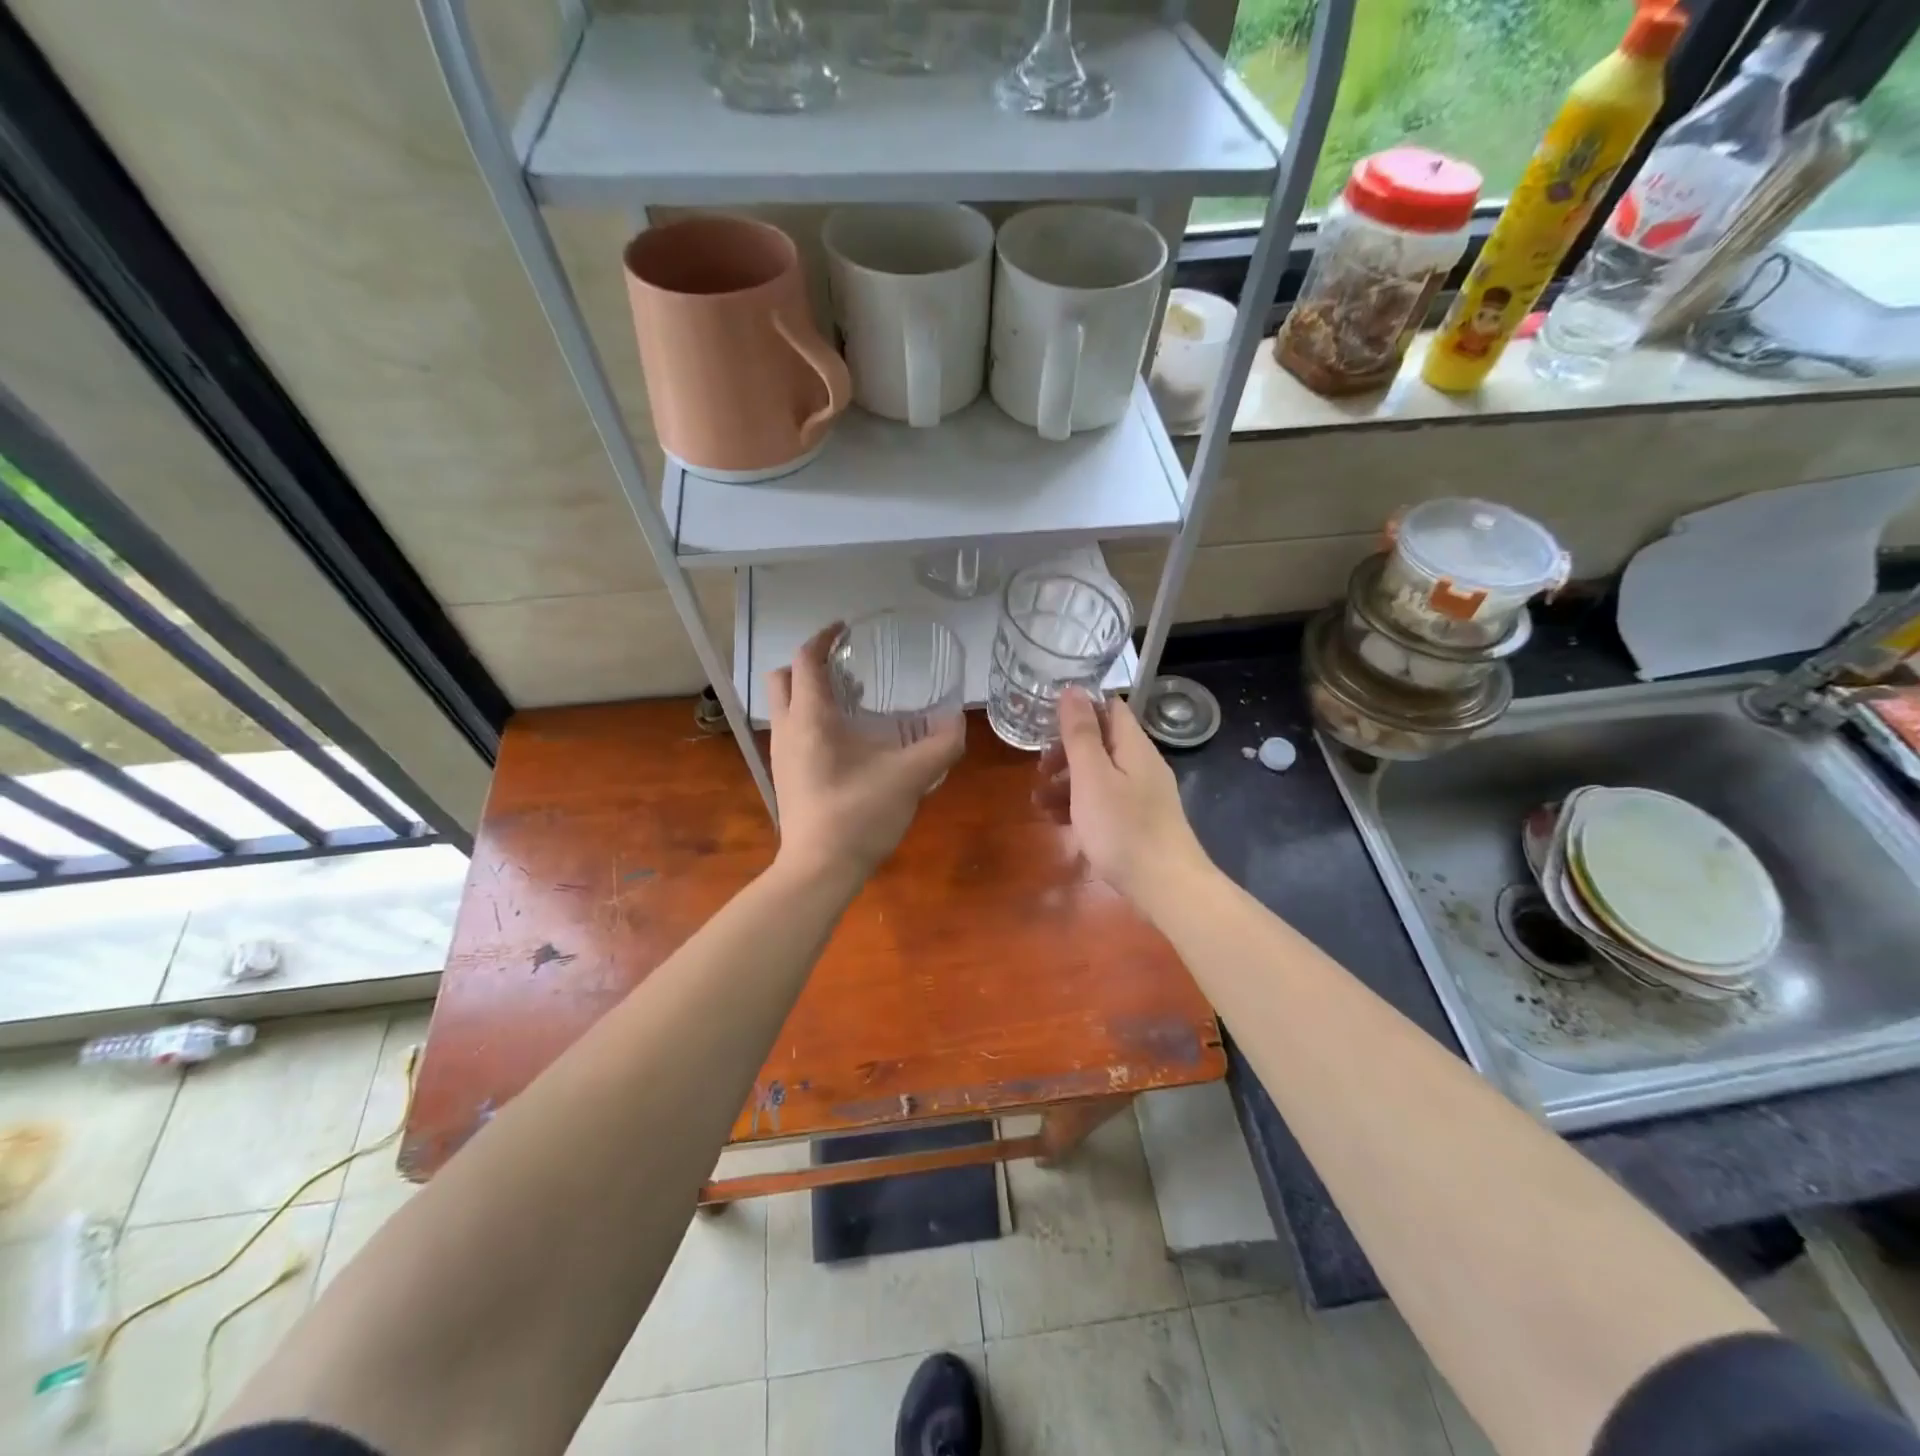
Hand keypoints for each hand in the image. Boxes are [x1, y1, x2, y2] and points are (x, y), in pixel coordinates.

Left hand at [766, 624, 964, 881]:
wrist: (818, 870)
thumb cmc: (859, 815)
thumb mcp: (910, 777)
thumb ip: (940, 747)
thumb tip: (959, 723)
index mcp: (811, 719)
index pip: (807, 660)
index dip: (825, 637)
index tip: (847, 628)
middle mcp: (788, 729)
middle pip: (784, 678)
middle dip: (811, 664)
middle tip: (848, 668)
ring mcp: (782, 754)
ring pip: (786, 707)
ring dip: (812, 693)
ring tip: (855, 702)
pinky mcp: (786, 776)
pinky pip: (793, 731)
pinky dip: (813, 720)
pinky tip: (849, 743)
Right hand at [1035, 688, 1211, 912]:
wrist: (1166, 886)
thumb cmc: (1123, 828)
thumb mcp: (1092, 777)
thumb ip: (1080, 733)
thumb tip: (1073, 689)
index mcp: (1133, 746)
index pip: (1109, 708)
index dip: (1078, 709)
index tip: (1045, 721)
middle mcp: (1141, 764)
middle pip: (1101, 743)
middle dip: (1066, 752)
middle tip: (1039, 769)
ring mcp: (1142, 794)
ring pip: (1099, 775)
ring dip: (1067, 782)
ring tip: (1038, 801)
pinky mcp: (1139, 821)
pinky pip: (1105, 801)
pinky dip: (1080, 805)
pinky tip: (1058, 822)